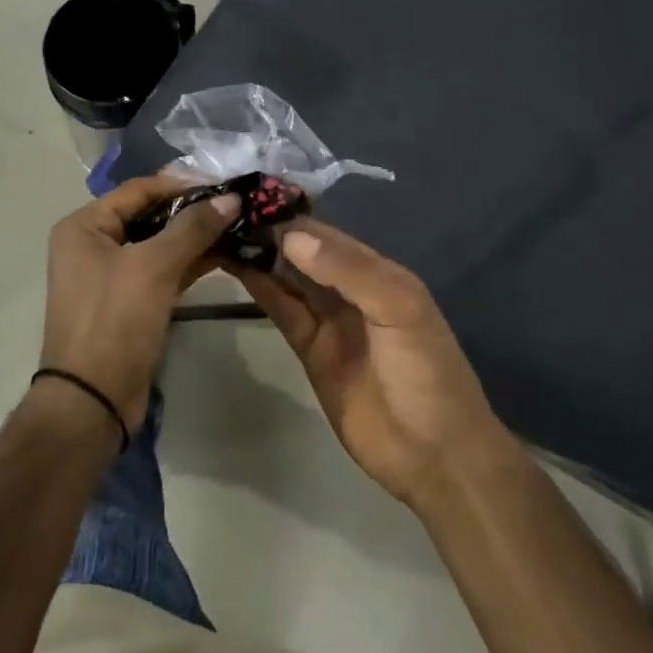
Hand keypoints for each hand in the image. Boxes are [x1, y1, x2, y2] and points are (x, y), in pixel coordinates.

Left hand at [41, 175, 239, 430]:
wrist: (93, 400)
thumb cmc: (114, 321)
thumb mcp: (153, 267)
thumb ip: (193, 228)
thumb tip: (232, 197)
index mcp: (85, 227)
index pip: (139, 190)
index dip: (182, 185)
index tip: (225, 185)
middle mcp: (94, 244)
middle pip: (150, 214)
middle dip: (193, 210)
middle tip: (237, 205)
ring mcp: (112, 275)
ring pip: (160, 244)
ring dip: (196, 236)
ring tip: (239, 225)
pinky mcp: (131, 301)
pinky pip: (163, 270)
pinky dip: (190, 262)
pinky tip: (225, 253)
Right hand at [233, 220, 511, 508]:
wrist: (434, 455)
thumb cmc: (425, 372)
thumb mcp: (398, 310)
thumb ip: (348, 271)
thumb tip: (291, 236)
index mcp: (379, 272)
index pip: (327, 235)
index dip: (291, 217)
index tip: (248, 198)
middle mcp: (351, 290)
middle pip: (305, 254)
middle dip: (270, 233)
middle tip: (222, 212)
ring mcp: (330, 321)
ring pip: (289, 280)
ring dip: (260, 257)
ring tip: (219, 232)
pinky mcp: (311, 352)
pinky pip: (283, 312)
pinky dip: (261, 290)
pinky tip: (236, 269)